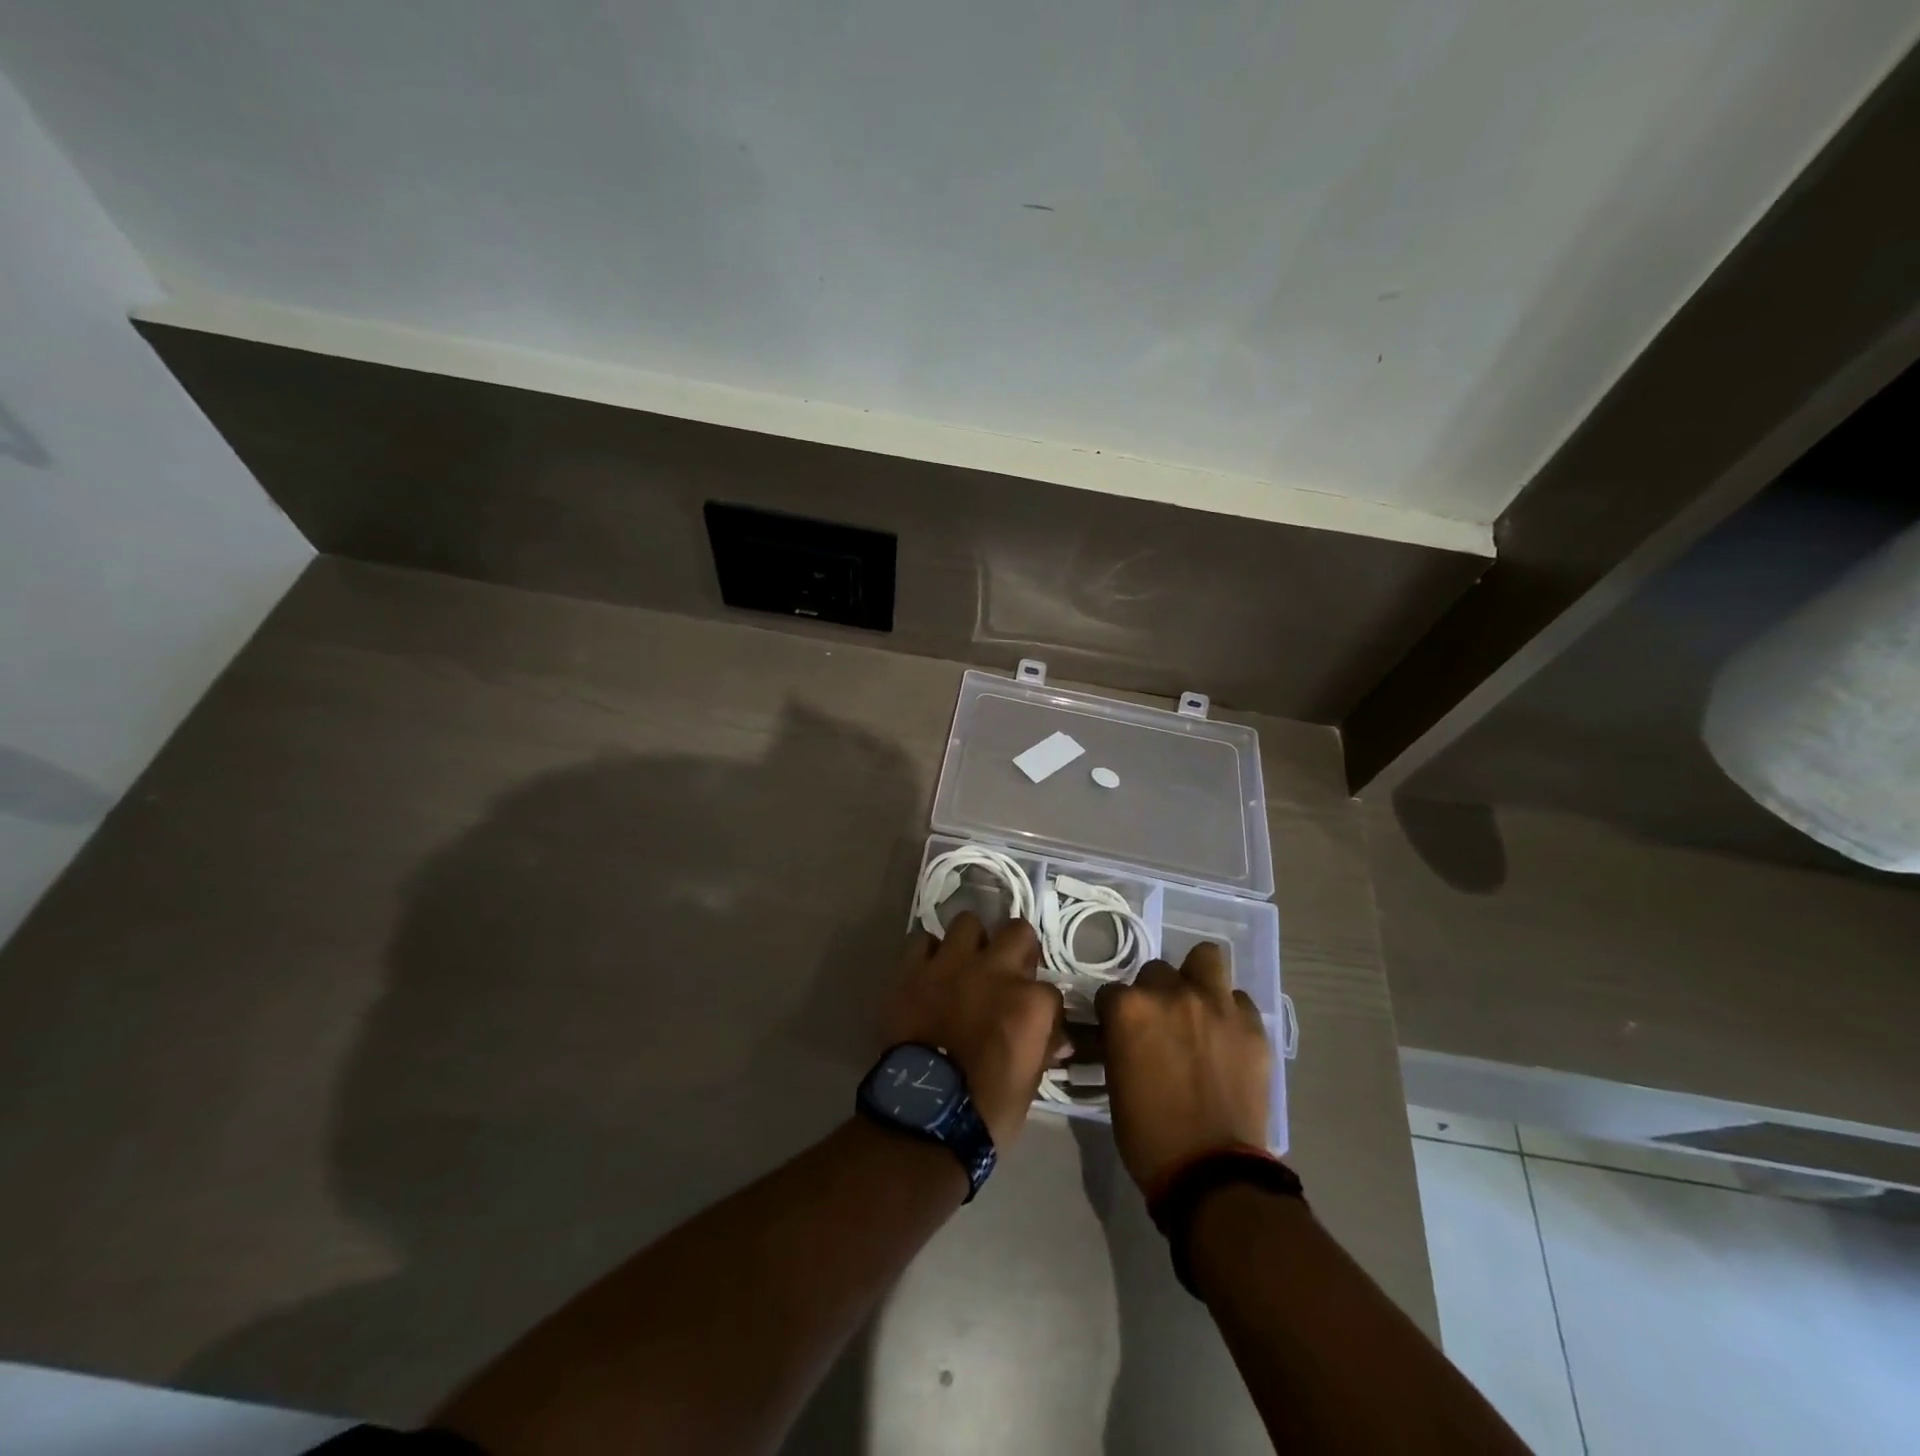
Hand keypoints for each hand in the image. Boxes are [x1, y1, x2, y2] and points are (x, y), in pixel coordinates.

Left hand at [882, 913, 1062, 1148]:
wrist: (924, 1117)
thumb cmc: (987, 1111)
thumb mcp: (1030, 1084)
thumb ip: (1042, 1049)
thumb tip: (1057, 1038)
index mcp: (1030, 1002)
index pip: (1050, 989)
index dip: (1043, 1005)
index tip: (1035, 1019)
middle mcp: (995, 971)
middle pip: (1017, 931)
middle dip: (1017, 948)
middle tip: (1007, 971)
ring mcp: (951, 965)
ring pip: (967, 922)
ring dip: (971, 942)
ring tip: (966, 965)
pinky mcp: (913, 970)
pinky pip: (922, 941)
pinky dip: (928, 953)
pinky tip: (930, 972)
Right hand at [1097, 943, 1273, 1192]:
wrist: (1211, 1172)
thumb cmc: (1148, 1133)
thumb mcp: (1116, 1079)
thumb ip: (1119, 1040)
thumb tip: (1121, 1030)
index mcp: (1129, 1009)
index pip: (1111, 990)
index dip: (1115, 1012)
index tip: (1120, 1031)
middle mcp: (1171, 993)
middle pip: (1156, 970)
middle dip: (1154, 993)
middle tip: (1161, 1023)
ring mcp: (1215, 1005)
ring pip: (1206, 958)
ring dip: (1197, 977)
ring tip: (1198, 1006)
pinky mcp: (1252, 1025)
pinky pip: (1238, 999)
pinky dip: (1229, 1012)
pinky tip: (1226, 1037)